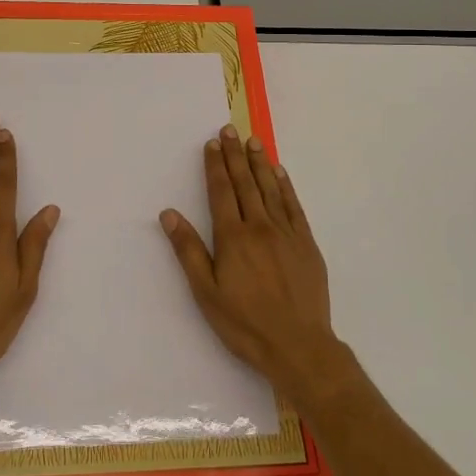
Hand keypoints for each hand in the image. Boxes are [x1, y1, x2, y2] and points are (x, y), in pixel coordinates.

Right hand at [160, 126, 347, 398]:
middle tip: (231, 130)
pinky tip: (280, 173)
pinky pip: (294, 206)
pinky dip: (285, 186)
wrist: (298, 345)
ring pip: (270, 189)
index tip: (213, 143)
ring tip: (254, 141)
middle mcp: (259, 226)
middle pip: (245, 183)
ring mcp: (286, 233)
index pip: (221, 192)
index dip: (216, 166)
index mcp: (232, 237)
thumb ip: (188, 250)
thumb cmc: (245, 323)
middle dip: (235, 155)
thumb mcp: (206, 292)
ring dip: (260, 163)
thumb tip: (169, 214)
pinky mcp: (306, 243)